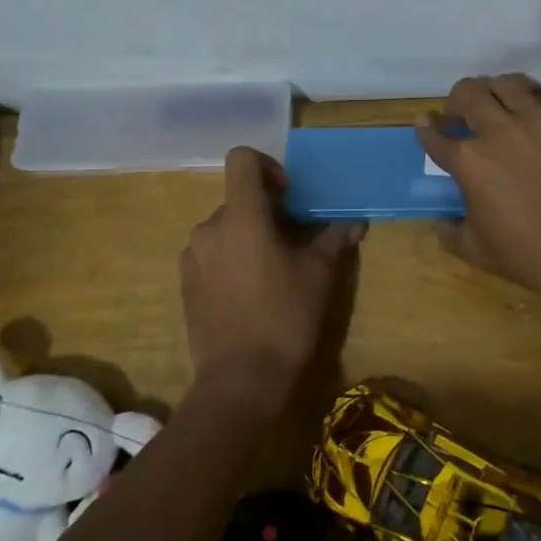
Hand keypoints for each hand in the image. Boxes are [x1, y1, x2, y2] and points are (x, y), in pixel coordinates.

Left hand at [179, 147, 364, 418]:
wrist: (239, 382)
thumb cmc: (284, 319)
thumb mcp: (319, 275)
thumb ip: (334, 239)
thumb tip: (355, 221)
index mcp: (241, 217)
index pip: (241, 159)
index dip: (267, 167)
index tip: (287, 196)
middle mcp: (209, 228)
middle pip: (237, 198)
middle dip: (264, 210)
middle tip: (291, 241)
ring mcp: (191, 256)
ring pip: (224, 227)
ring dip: (247, 235)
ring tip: (270, 270)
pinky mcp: (184, 282)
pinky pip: (210, 252)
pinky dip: (229, 257)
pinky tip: (248, 291)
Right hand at [416, 75, 540, 305]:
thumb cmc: (529, 255)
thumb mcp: (477, 251)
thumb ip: (451, 232)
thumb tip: (442, 222)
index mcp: (469, 161)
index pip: (436, 136)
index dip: (426, 128)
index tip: (425, 123)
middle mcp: (498, 131)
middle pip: (468, 93)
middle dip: (456, 100)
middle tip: (459, 111)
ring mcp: (537, 121)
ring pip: (506, 83)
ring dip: (493, 90)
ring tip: (496, 103)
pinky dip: (530, 99)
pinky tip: (531, 114)